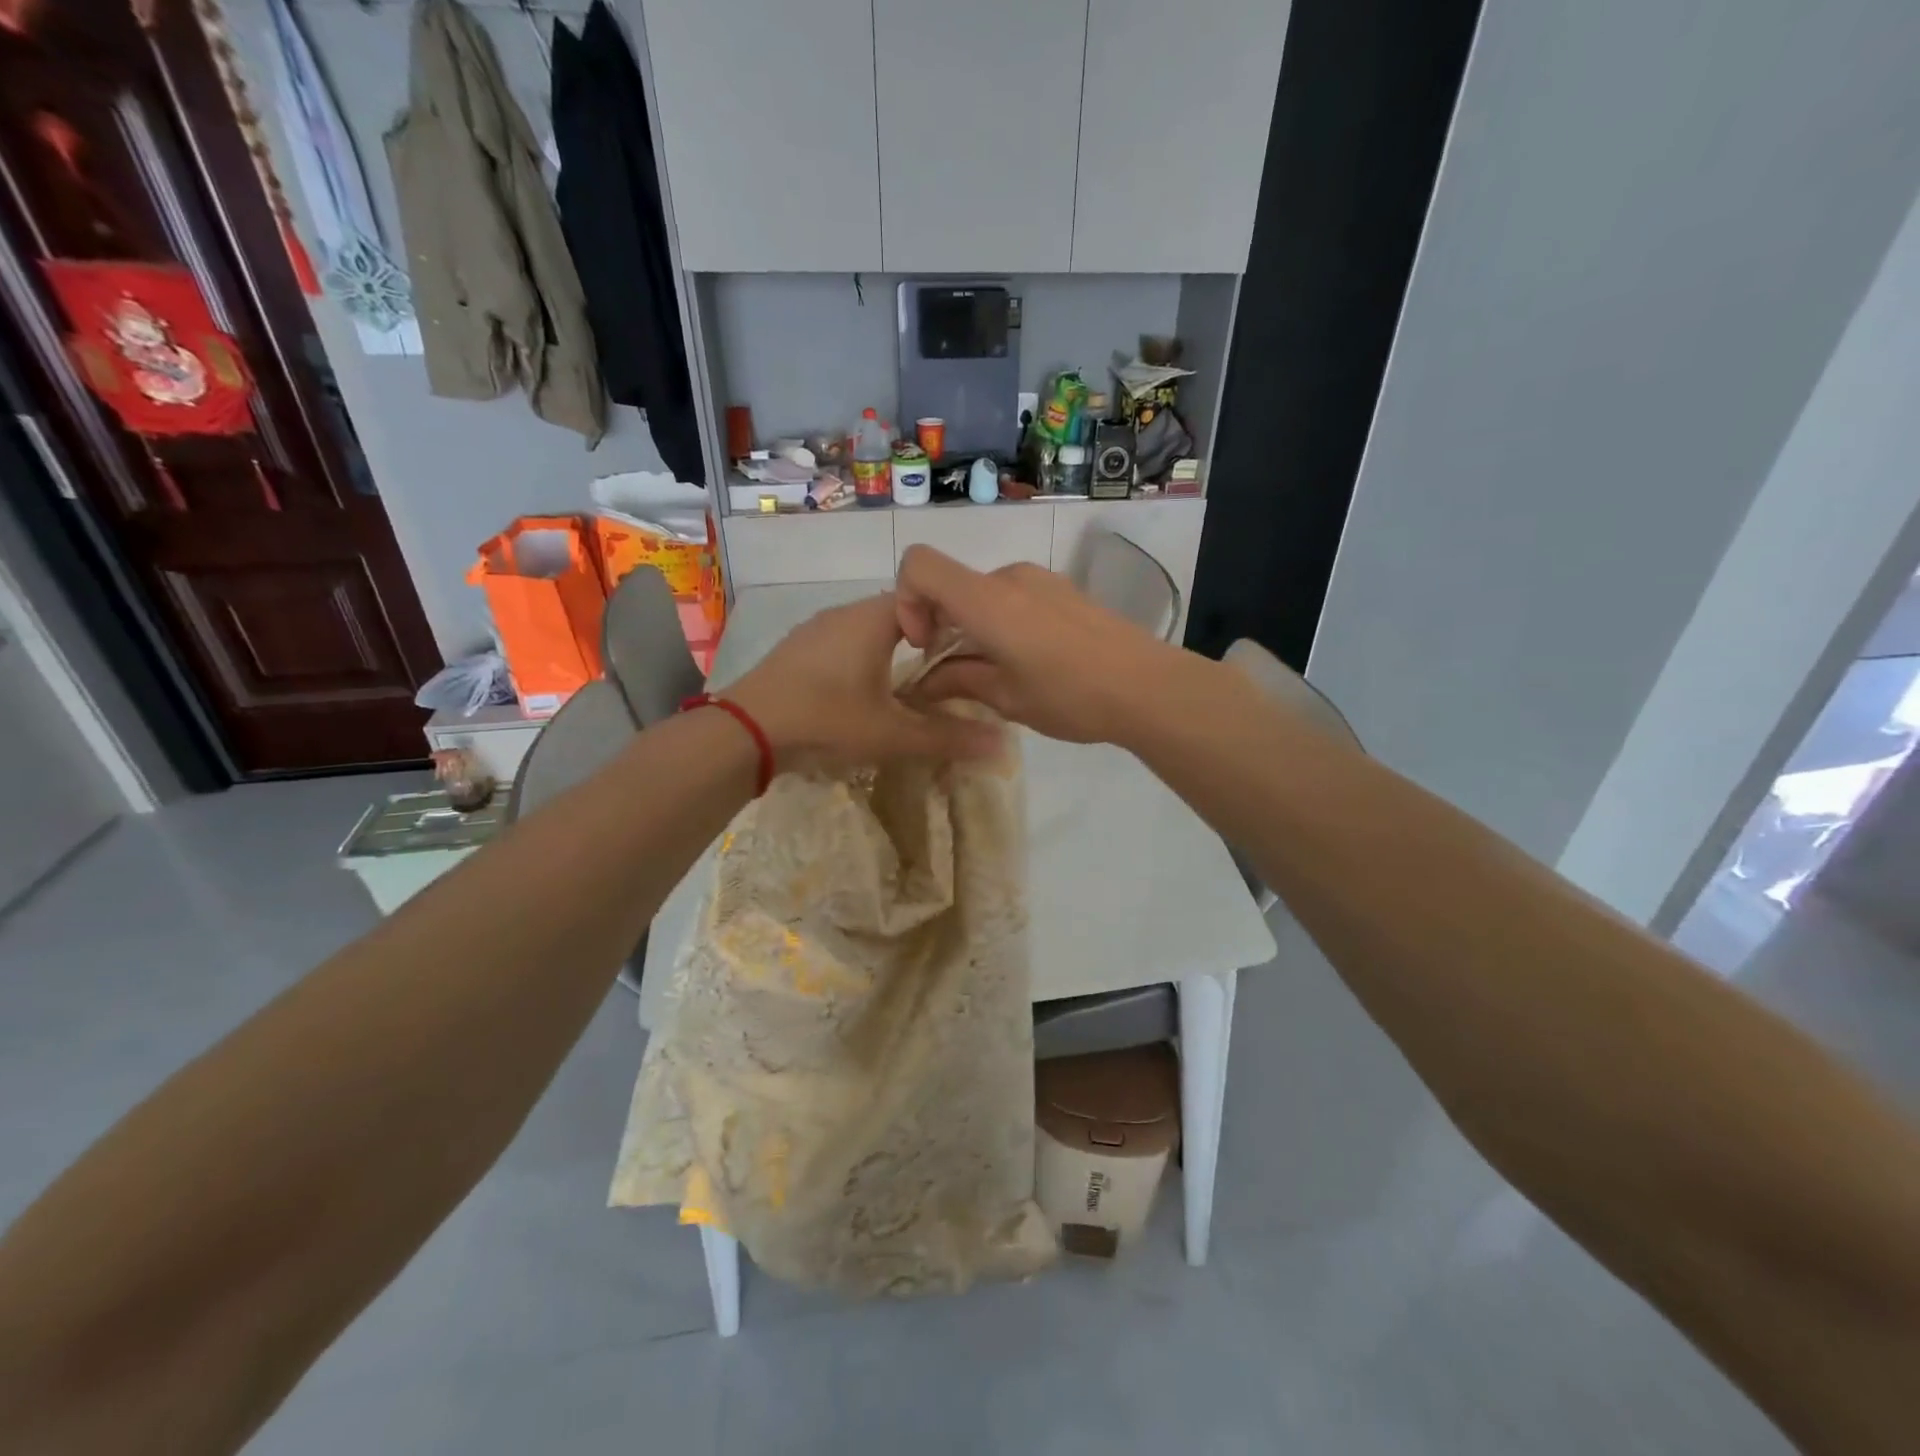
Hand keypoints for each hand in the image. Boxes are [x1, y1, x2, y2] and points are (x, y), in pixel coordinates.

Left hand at [726, 591, 1002, 771]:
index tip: (968, 656)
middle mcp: (844, 613)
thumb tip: (1003, 744)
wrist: (745, 732)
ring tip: (908, 689)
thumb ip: (947, 737)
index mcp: (873, 619)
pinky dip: (861, 661)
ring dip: (890, 653)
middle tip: (945, 678)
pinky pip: (842, 645)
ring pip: (867, 631)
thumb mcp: (892, 734)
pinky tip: (861, 694)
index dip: (952, 623)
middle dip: (924, 643)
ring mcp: (816, 630)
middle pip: (899, 616)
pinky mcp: (797, 650)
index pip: (927, 599)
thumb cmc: (826, 720)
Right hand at [894, 546, 1187, 744]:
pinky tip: (1031, 663)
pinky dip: (1002, 623)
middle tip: (958, 674)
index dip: (906, 599)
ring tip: (999, 673)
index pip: (919, 565)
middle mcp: (1010, 577)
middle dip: (942, 624)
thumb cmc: (1071, 696)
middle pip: (953, 584)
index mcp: (987, 600)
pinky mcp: (1064, 591)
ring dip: (974, 627)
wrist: (1149, 687)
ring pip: (984, 594)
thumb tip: (926, 682)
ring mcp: (1041, 580)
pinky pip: (1014, 598)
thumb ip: (959, 681)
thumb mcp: (1007, 698)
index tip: (924, 643)